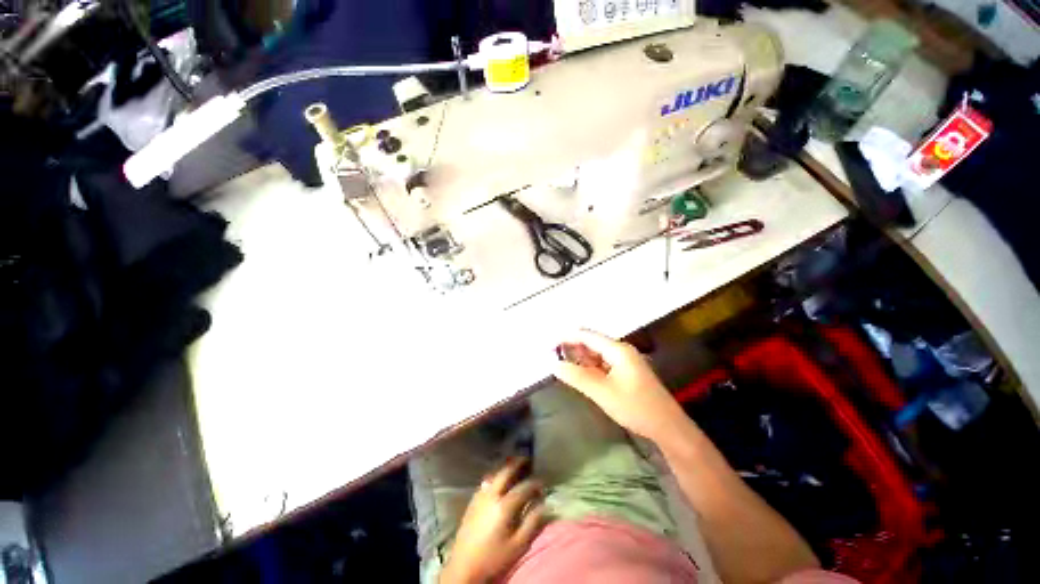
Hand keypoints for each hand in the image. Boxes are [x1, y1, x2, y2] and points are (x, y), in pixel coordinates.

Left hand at [440, 458, 545, 583]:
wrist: (464, 568)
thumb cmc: (494, 559)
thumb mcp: (518, 545)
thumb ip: (532, 523)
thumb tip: (546, 506)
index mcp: (504, 506)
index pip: (523, 488)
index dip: (535, 483)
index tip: (543, 483)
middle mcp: (491, 495)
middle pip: (505, 472)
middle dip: (517, 463)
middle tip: (526, 458)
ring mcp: (480, 496)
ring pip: (494, 473)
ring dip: (504, 466)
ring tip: (513, 464)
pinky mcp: (472, 501)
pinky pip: (485, 481)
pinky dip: (494, 475)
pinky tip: (497, 479)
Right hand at [554, 329, 684, 441]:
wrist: (667, 427)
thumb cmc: (635, 407)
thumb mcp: (602, 392)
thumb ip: (577, 377)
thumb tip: (554, 364)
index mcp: (618, 350)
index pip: (587, 335)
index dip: (567, 337)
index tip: (549, 345)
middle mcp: (621, 350)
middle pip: (591, 342)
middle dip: (572, 347)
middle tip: (553, 356)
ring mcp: (625, 361)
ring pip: (596, 353)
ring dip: (580, 358)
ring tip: (562, 364)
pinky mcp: (626, 372)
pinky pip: (603, 363)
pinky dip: (589, 367)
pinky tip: (580, 374)